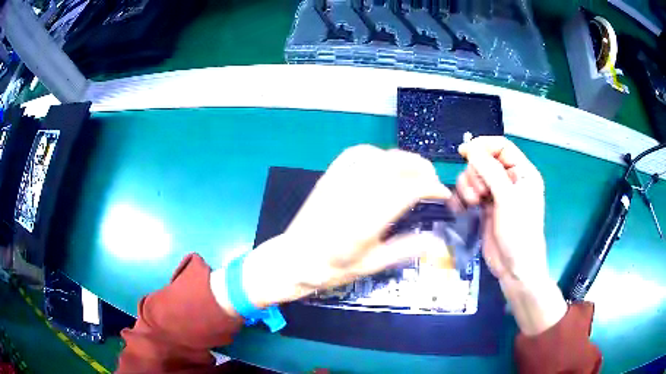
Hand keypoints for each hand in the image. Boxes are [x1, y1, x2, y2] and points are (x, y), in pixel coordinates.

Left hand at [211, 145, 450, 314]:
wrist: (294, 259)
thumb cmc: (332, 268)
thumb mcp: (371, 265)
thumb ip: (405, 249)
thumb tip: (438, 242)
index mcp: (367, 221)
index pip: (408, 190)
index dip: (431, 187)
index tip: (442, 193)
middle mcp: (354, 195)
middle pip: (395, 166)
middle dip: (420, 167)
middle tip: (433, 179)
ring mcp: (339, 183)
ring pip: (378, 156)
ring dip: (402, 158)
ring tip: (414, 170)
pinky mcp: (329, 177)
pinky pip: (355, 153)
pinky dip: (376, 153)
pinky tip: (384, 163)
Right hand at [457, 137, 565, 334]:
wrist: (514, 267)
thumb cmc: (519, 232)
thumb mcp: (507, 198)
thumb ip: (489, 170)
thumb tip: (470, 148)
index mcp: (522, 172)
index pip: (501, 147)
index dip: (483, 146)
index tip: (464, 152)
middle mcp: (510, 180)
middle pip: (484, 161)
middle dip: (476, 174)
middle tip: (479, 194)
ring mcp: (497, 194)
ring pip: (475, 176)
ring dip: (469, 187)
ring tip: (474, 204)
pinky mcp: (486, 207)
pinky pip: (469, 192)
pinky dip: (464, 197)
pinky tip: (464, 208)